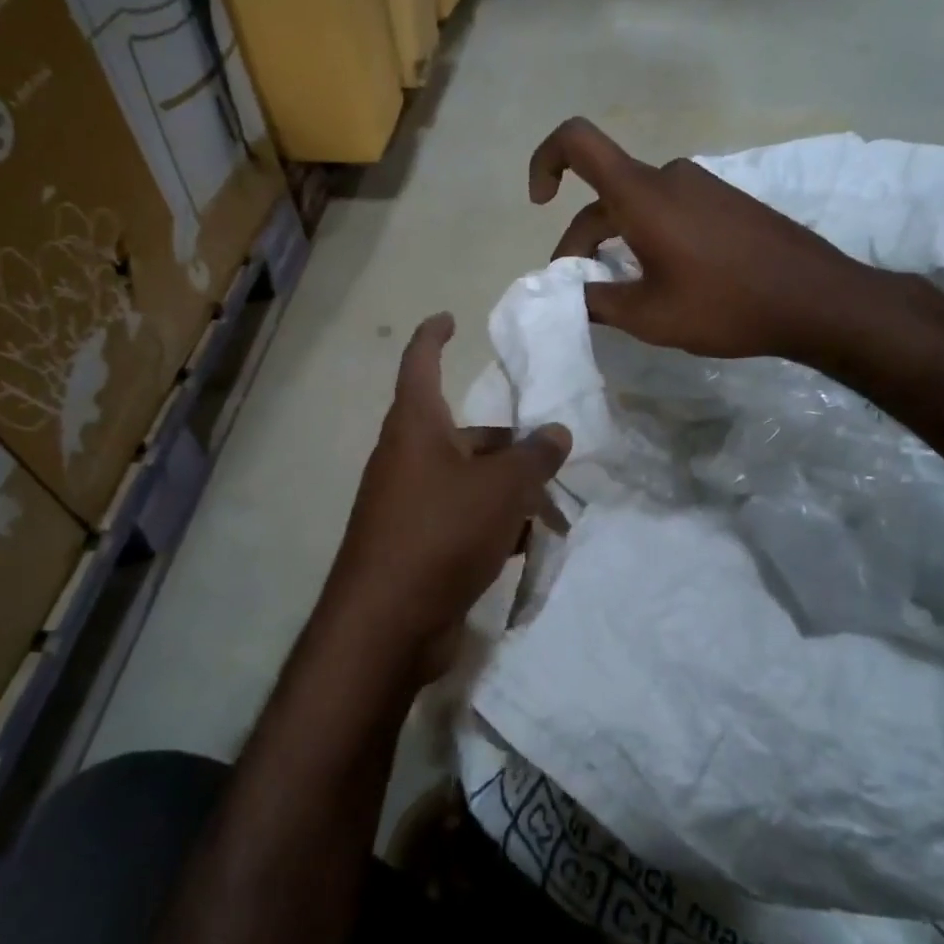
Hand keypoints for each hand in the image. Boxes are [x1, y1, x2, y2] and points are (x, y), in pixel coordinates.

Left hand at [319, 314, 570, 685]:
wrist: (387, 625)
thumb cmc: (440, 533)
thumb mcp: (501, 488)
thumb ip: (534, 456)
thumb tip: (556, 431)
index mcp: (416, 427)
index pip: (420, 363)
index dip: (433, 336)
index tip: (450, 318)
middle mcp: (408, 457)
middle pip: (464, 433)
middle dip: (509, 443)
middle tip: (555, 454)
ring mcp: (409, 503)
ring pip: (469, 480)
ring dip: (509, 490)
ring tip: (555, 508)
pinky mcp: (417, 544)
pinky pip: (462, 519)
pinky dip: (494, 524)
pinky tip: (529, 544)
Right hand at [528, 118, 880, 364]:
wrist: (818, 300)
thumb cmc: (727, 305)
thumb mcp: (648, 316)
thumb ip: (595, 302)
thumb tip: (567, 295)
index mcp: (642, 194)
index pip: (577, 141)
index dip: (545, 160)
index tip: (541, 202)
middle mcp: (669, 176)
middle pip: (604, 194)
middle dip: (582, 241)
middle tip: (580, 291)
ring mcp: (702, 186)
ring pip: (637, 205)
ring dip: (616, 242)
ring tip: (622, 292)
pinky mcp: (726, 201)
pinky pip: (669, 209)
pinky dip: (648, 237)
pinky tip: (662, 279)